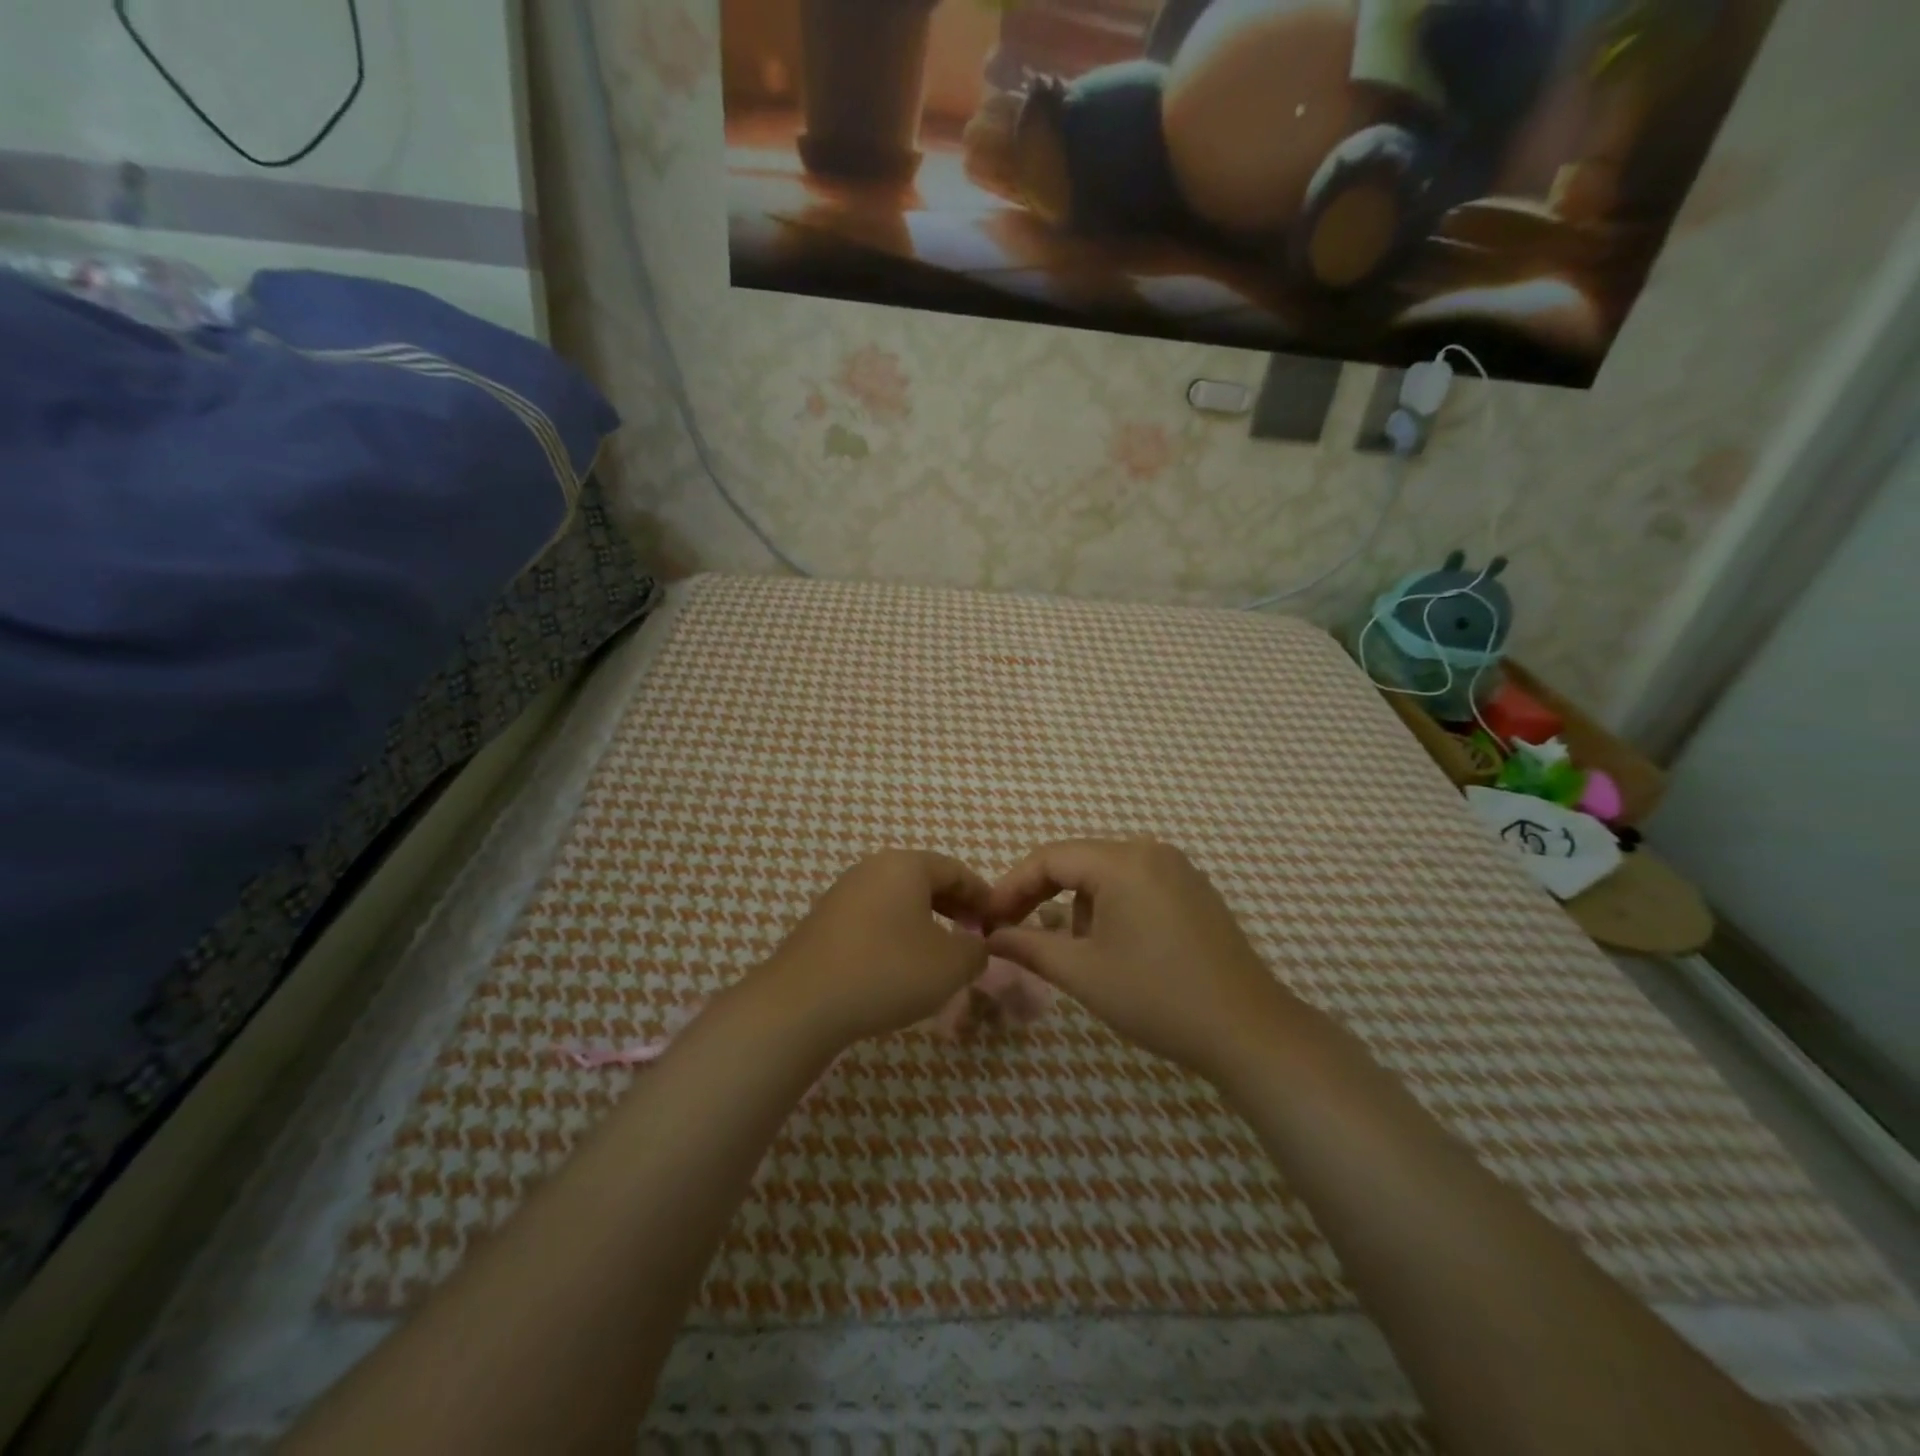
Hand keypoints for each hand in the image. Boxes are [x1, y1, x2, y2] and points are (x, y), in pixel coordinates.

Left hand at [754, 850, 992, 1049]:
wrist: (803, 1003)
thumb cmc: (888, 971)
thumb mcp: (951, 965)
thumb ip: (976, 950)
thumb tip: (976, 945)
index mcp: (906, 865)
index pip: (956, 870)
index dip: (982, 895)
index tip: (999, 920)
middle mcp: (872, 868)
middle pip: (925, 880)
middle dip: (954, 906)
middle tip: (973, 935)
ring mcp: (843, 893)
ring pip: (897, 900)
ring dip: (924, 921)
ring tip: (939, 953)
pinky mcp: (824, 921)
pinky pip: (873, 918)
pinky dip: (896, 933)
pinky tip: (900, 965)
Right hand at [984, 838, 1301, 1079]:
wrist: (1247, 1031)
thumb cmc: (1157, 997)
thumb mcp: (1083, 973)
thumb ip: (1029, 946)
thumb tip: (991, 936)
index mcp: (1123, 861)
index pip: (1049, 858)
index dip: (1012, 886)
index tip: (988, 919)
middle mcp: (1150, 851)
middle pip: (1077, 861)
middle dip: (1041, 895)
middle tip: (1012, 929)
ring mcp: (1177, 869)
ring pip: (1105, 874)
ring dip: (1077, 905)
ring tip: (1070, 950)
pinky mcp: (1193, 890)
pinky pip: (1134, 884)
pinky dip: (1109, 907)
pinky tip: (1111, 945)